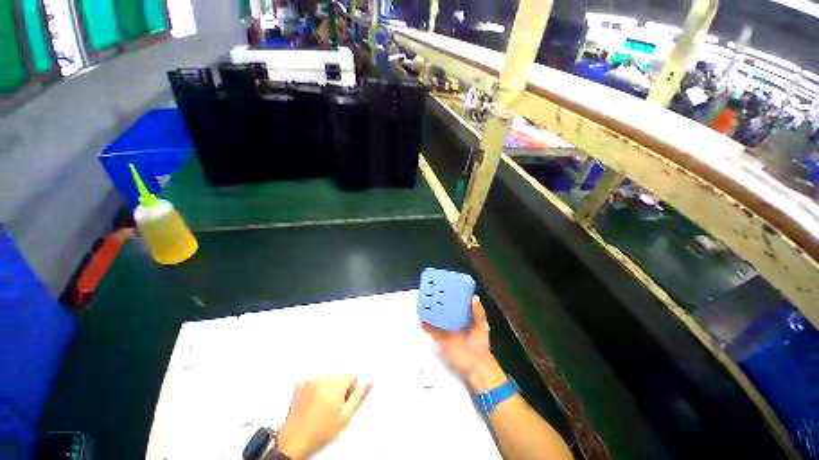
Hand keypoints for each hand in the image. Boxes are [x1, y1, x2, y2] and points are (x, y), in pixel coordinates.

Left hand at [277, 374, 371, 459]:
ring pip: (327, 376)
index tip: (344, 401)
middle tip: (334, 405)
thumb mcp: (345, 416)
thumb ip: (359, 396)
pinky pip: (314, 379)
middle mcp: (323, 377)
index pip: (351, 375)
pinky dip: (316, 387)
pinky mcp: (300, 383)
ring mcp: (310, 379)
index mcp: (336, 383)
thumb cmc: (320, 430)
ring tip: (322, 405)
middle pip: (339, 374)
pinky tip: (313, 402)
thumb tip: (369, 383)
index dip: (350, 389)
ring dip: (328, 386)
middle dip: (340, 386)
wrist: (295, 439)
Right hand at [421, 296, 505, 391]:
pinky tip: (420, 317)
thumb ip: (478, 313)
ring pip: (434, 317)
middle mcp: (452, 320)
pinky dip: (424, 323)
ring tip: (422, 300)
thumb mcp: (482, 326)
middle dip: (435, 300)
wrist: (476, 365)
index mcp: (462, 315)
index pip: (454, 302)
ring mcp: (444, 329)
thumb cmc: (480, 343)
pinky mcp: (439, 338)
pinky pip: (430, 329)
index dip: (448, 294)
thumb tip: (475, 297)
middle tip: (428, 290)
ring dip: (428, 310)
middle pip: (442, 308)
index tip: (443, 285)